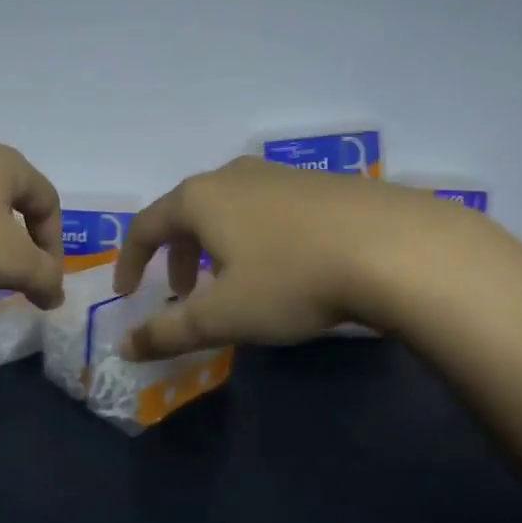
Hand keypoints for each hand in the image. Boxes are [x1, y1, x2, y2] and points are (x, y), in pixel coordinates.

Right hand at [111, 157, 455, 357]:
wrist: (396, 248)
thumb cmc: (291, 279)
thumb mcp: (222, 316)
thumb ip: (168, 333)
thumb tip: (125, 347)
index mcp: (200, 198)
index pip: (147, 225)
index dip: (130, 261)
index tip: (127, 293)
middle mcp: (235, 176)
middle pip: (187, 213)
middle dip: (176, 256)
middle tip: (181, 293)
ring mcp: (282, 175)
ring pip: (230, 210)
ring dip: (216, 248)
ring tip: (233, 283)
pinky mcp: (322, 184)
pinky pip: (268, 211)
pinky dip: (255, 239)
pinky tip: (285, 268)